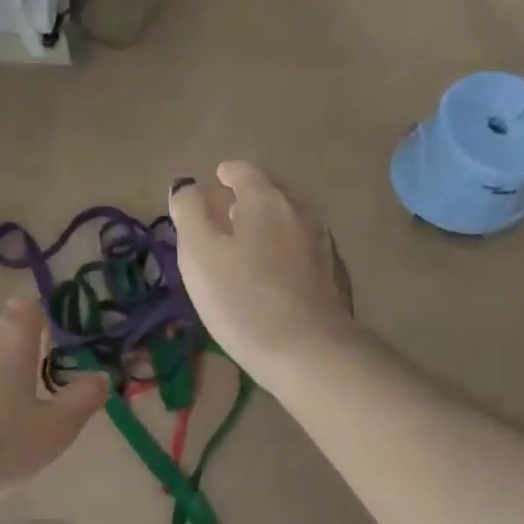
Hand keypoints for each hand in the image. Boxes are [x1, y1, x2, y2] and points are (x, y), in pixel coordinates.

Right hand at [169, 161, 355, 377]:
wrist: (309, 352)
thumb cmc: (243, 301)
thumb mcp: (199, 255)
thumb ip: (189, 213)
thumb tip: (189, 188)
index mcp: (266, 199)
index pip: (244, 171)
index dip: (225, 174)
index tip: (215, 181)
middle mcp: (301, 211)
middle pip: (272, 192)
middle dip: (248, 198)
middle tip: (227, 214)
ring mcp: (323, 243)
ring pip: (291, 221)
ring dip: (269, 225)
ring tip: (249, 244)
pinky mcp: (334, 276)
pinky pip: (303, 249)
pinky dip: (285, 250)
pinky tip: (275, 274)